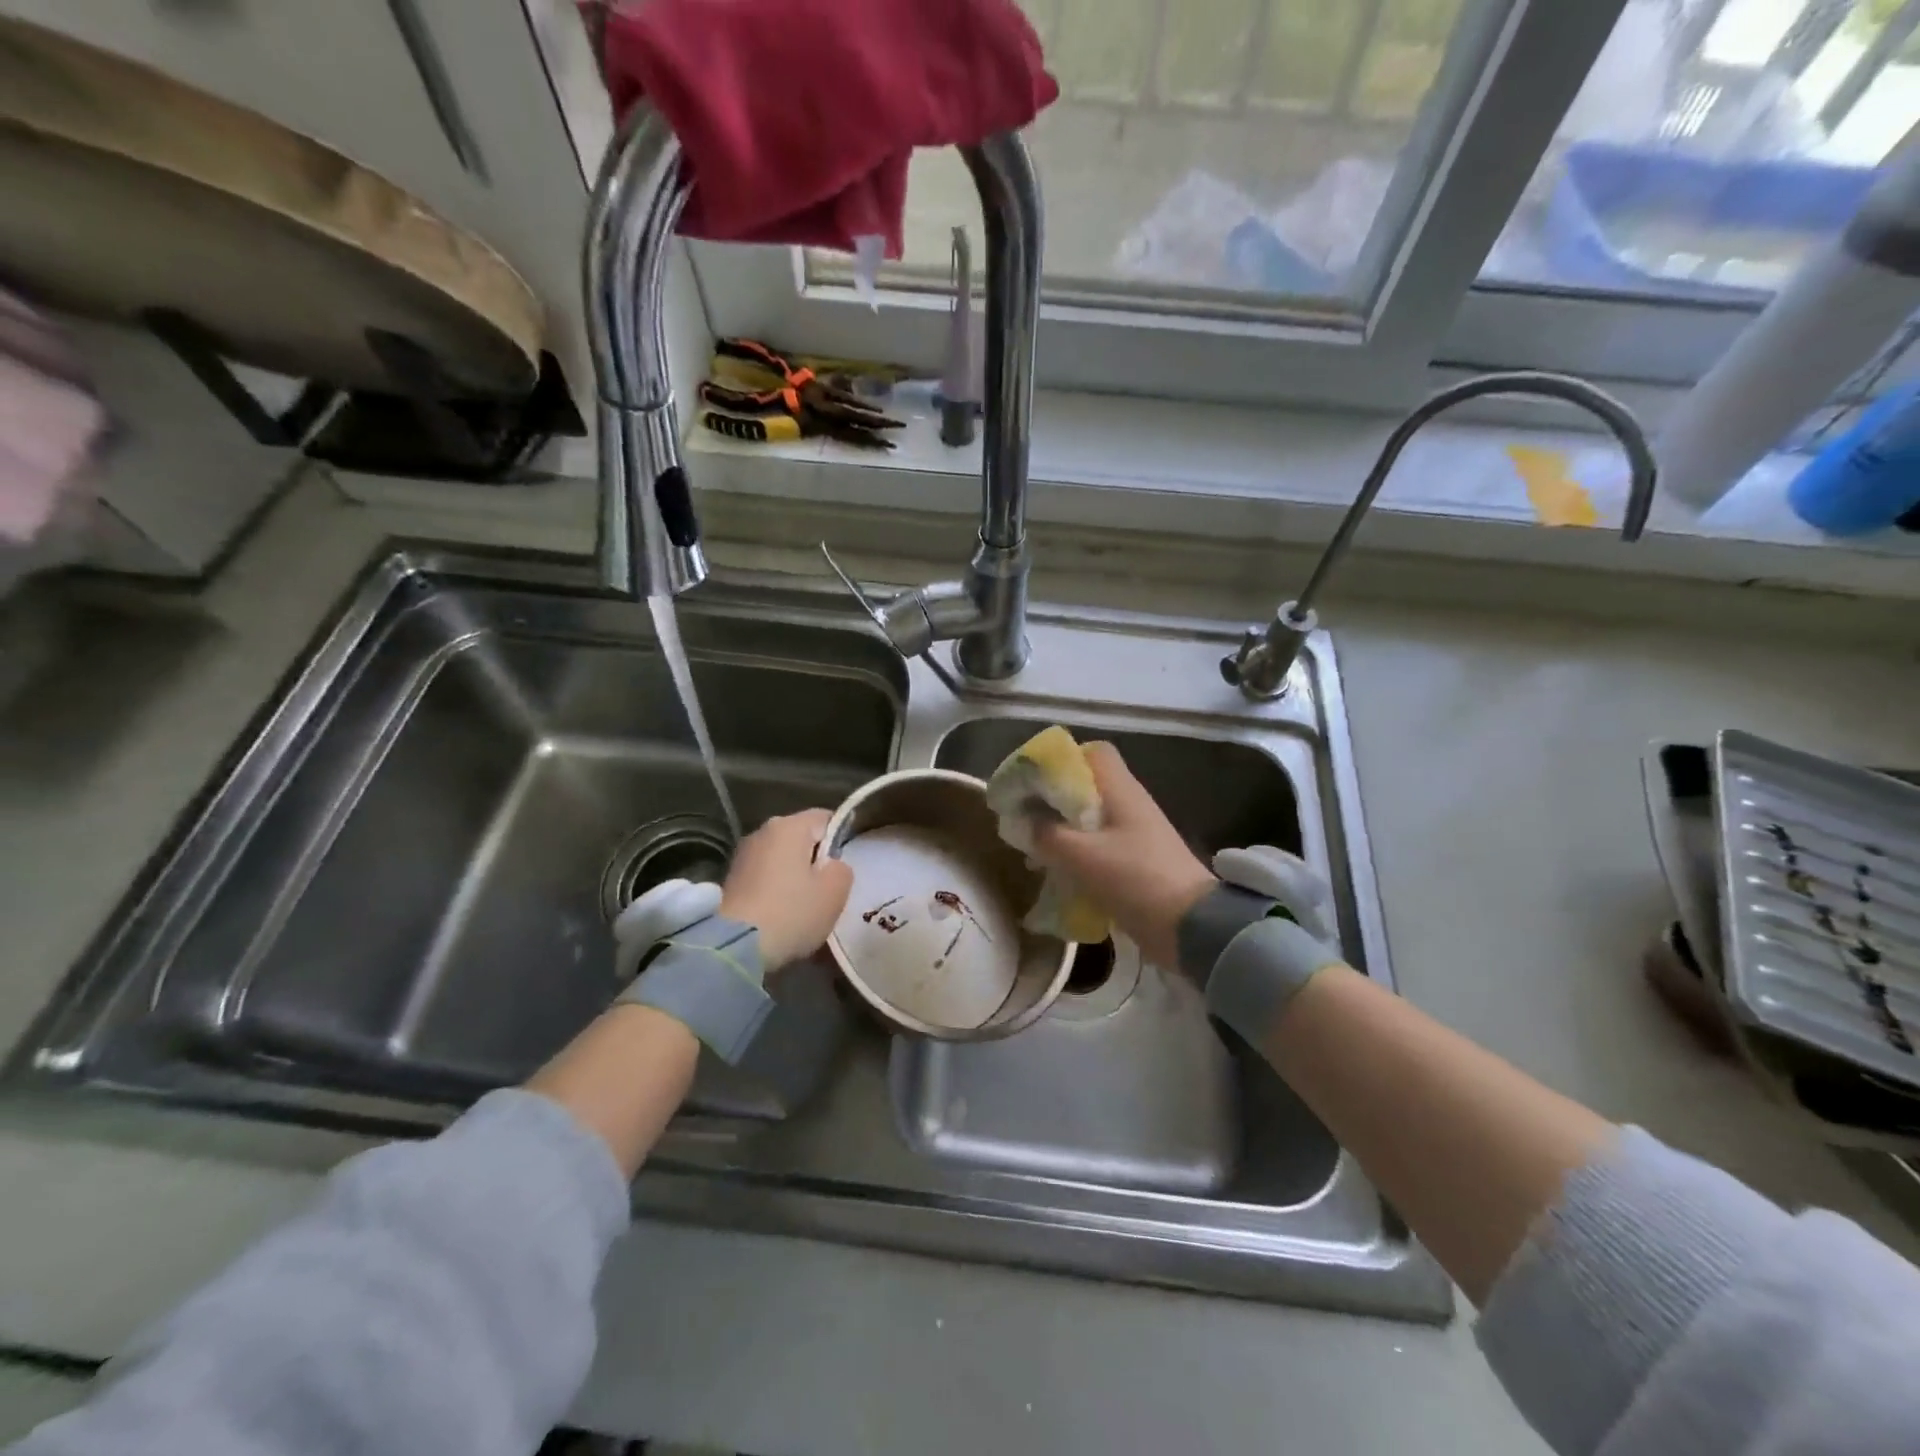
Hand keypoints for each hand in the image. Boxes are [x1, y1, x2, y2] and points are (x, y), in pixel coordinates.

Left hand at [719, 809, 852, 968]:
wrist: (734, 947)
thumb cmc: (792, 912)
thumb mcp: (835, 891)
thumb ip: (842, 869)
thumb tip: (831, 865)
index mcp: (790, 825)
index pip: (826, 818)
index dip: (840, 839)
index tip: (844, 867)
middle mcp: (763, 831)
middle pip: (801, 838)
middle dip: (815, 859)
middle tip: (827, 890)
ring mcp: (743, 855)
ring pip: (781, 858)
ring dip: (794, 876)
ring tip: (803, 906)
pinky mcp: (730, 880)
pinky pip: (764, 876)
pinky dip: (775, 889)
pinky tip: (781, 913)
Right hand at [1031, 743, 1215, 967]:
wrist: (1190, 926)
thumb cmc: (1134, 878)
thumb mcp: (1081, 855)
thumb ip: (1047, 834)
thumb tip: (1024, 821)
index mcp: (1121, 790)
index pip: (1094, 752)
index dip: (1063, 759)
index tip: (1033, 780)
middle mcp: (1130, 804)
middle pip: (1087, 787)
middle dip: (1053, 800)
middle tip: (1025, 818)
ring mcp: (1135, 834)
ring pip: (1090, 819)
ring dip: (1061, 831)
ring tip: (1034, 852)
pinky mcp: (1137, 862)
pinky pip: (1099, 847)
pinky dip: (1076, 854)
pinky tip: (1056, 874)